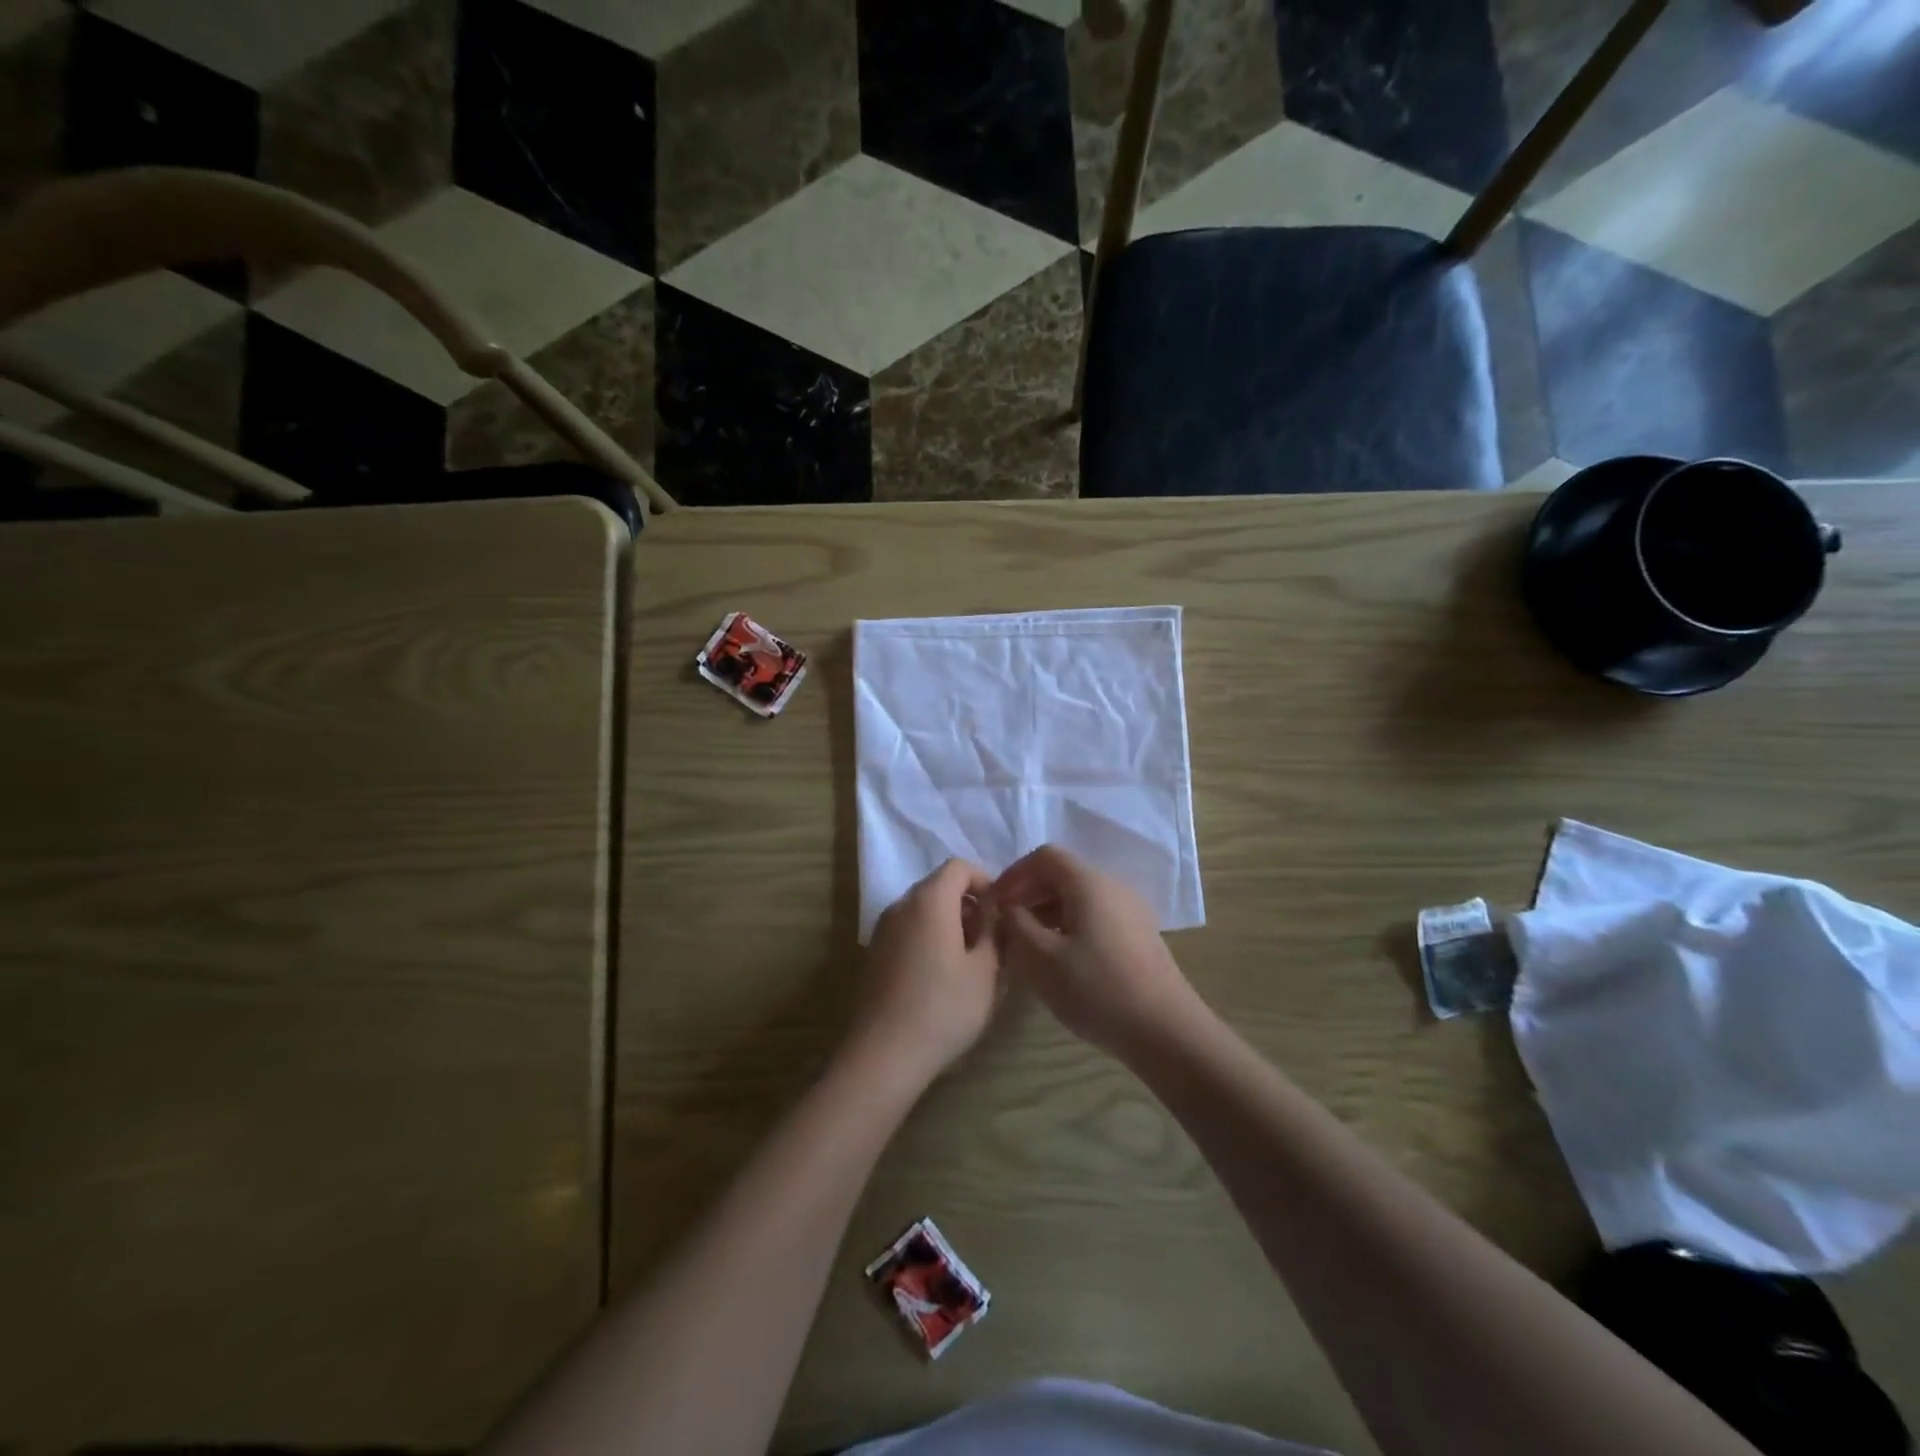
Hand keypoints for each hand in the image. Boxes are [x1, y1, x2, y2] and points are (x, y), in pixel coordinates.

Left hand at [852, 859, 1002, 1084]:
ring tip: (970, 961)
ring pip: (923, 910)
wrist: (884, 1053)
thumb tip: (993, 913)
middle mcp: (901, 905)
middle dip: (968, 904)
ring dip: (949, 922)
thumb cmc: (944, 1007)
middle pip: (939, 886)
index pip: (959, 867)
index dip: (985, 880)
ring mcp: (883, 929)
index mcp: (930, 900)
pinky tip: (942, 976)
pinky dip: (929, 938)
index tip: (1001, 911)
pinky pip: (909, 930)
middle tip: (990, 939)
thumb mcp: (985, 971)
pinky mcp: (875, 953)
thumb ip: (993, 932)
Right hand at [992, 845, 1203, 1058]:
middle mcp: (1113, 886)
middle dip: (1029, 893)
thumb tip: (1006, 907)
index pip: (1045, 856)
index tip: (994, 903)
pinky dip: (1069, 925)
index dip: (1014, 874)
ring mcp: (1131, 911)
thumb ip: (1016, 924)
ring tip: (1027, 945)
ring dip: (1047, 912)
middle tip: (1006, 925)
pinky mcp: (1139, 935)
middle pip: (1063, 874)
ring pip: (1079, 897)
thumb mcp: (1041, 959)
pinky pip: (1095, 916)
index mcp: (1090, 883)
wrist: (1166, 1031)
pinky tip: (1059, 959)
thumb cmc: (1097, 990)